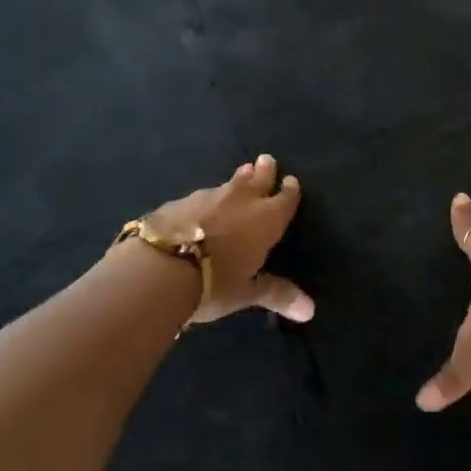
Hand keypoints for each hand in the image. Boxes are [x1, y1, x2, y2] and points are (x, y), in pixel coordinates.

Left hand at [145, 154, 313, 327]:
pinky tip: (201, 205)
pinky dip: (207, 199)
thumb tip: (311, 310)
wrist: (159, 268)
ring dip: (238, 179)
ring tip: (242, 172)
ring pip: (229, 183)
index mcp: (265, 220)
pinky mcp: (179, 202)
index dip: (290, 191)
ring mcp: (208, 197)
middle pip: (258, 179)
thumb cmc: (213, 283)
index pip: (284, 200)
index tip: (291, 180)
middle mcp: (240, 201)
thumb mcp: (246, 292)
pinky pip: (201, 196)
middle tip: (267, 160)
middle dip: (264, 170)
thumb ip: (276, 294)